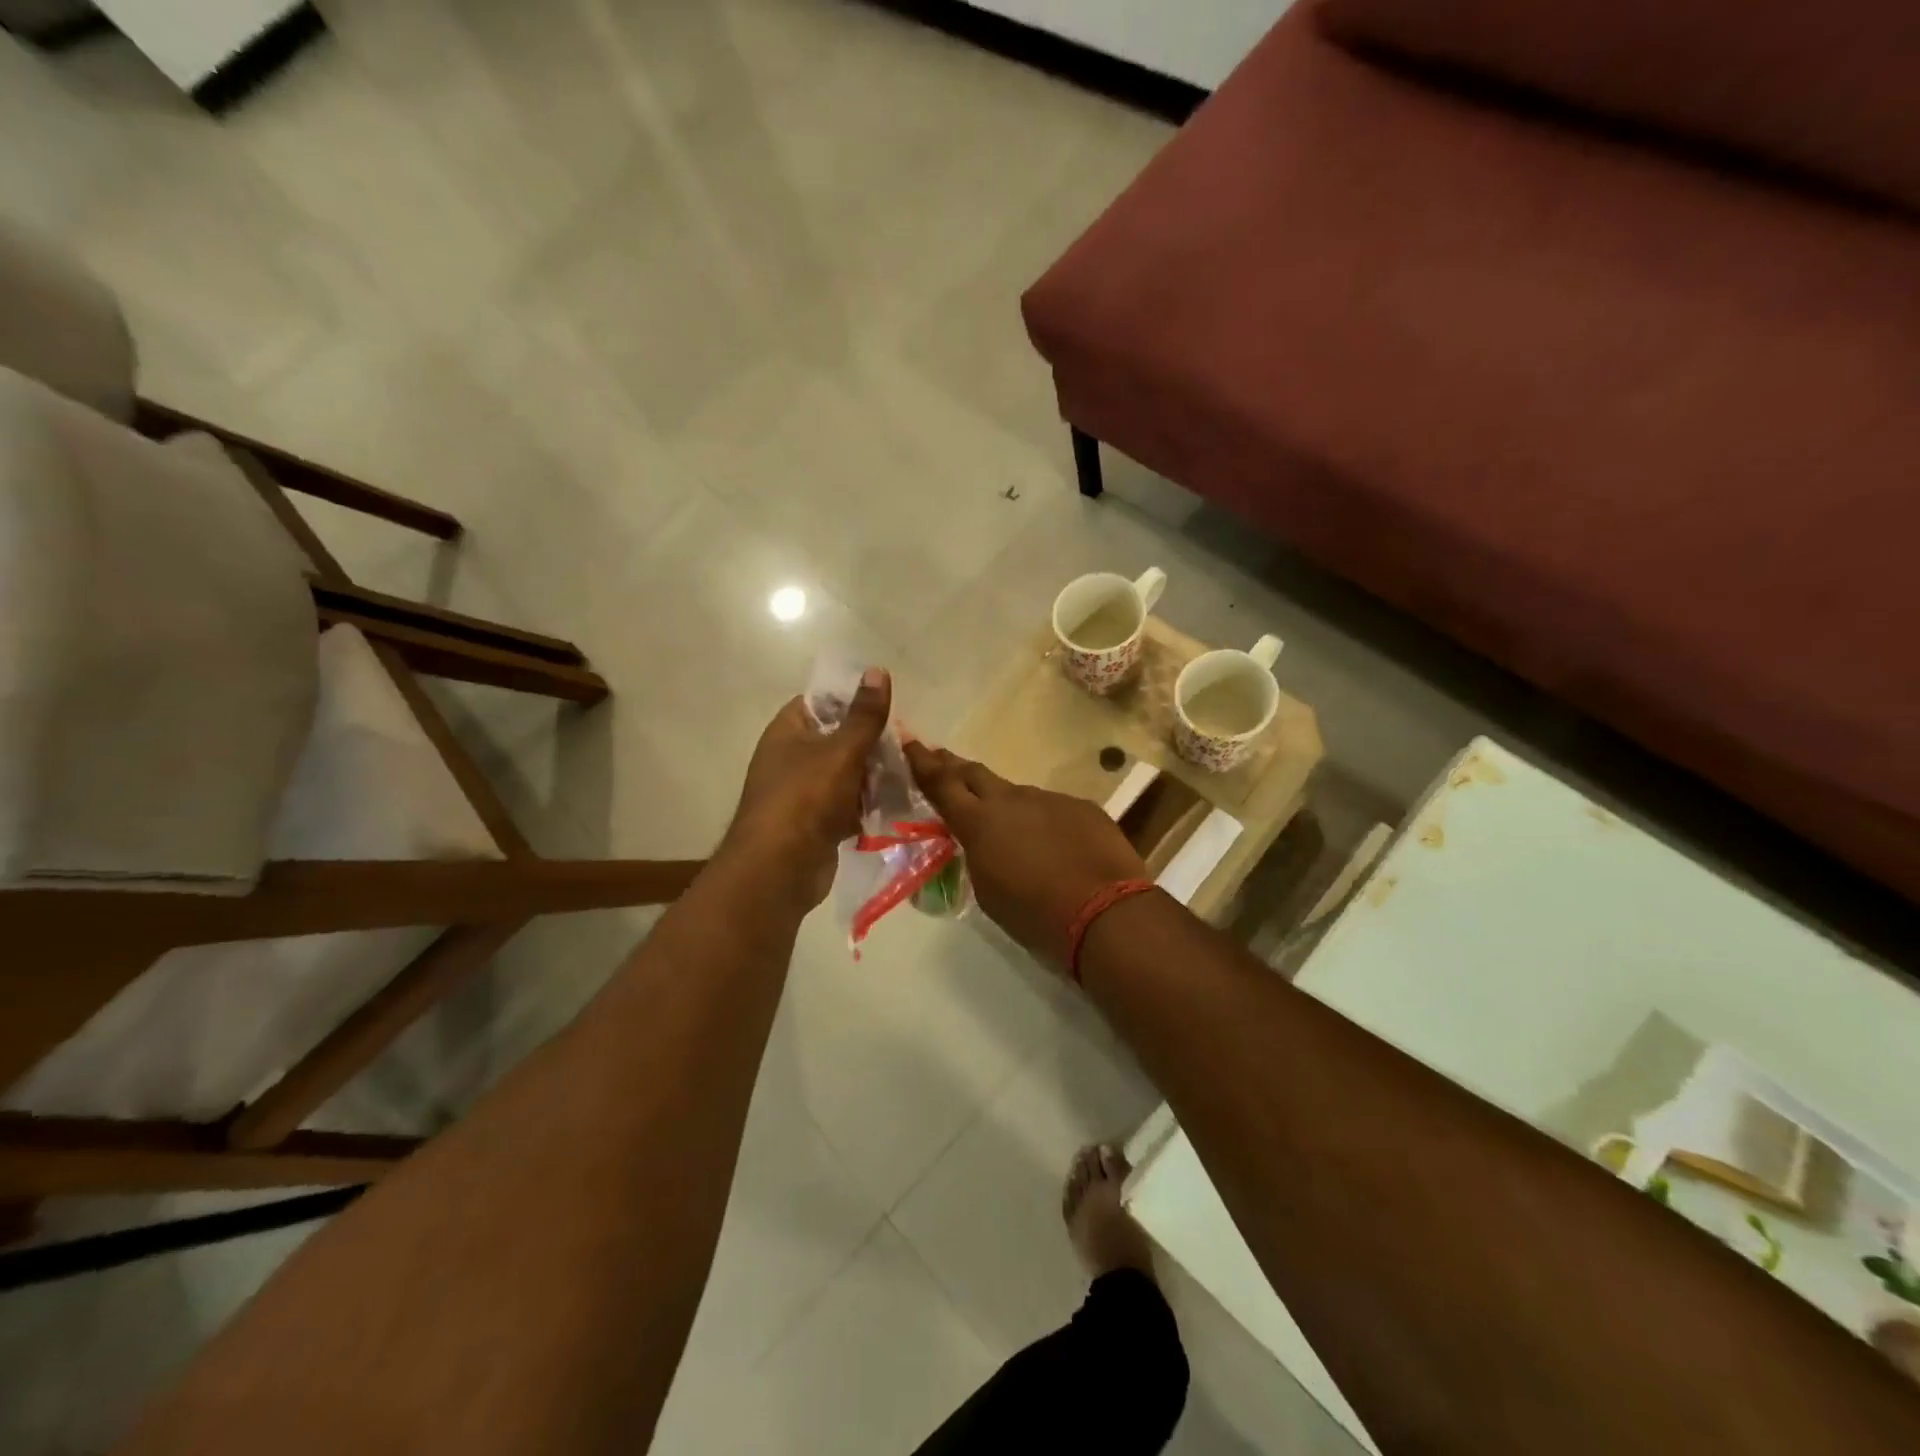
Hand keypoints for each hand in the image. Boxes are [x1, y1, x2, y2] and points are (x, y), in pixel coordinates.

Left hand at [724, 668, 891, 910]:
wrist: (779, 869)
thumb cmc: (806, 798)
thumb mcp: (841, 750)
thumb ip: (864, 715)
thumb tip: (877, 670)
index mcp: (787, 731)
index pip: (820, 702)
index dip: (851, 700)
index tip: (886, 706)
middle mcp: (791, 758)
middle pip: (837, 739)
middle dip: (871, 743)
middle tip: (907, 744)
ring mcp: (803, 793)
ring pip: (846, 774)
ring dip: (873, 776)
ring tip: (908, 773)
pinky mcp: (816, 824)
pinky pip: (847, 806)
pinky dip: (866, 806)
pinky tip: (896, 805)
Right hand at [904, 741, 1147, 971]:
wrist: (1104, 912)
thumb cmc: (1034, 914)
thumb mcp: (989, 891)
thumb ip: (980, 855)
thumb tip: (986, 842)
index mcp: (979, 823)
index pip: (942, 784)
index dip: (923, 762)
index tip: (911, 743)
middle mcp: (1011, 800)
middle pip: (976, 774)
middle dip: (956, 767)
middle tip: (942, 759)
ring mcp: (1050, 799)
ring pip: (1019, 797)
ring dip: (1009, 807)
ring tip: (1012, 830)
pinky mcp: (1082, 807)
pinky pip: (1054, 810)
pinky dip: (1046, 823)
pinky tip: (1056, 845)